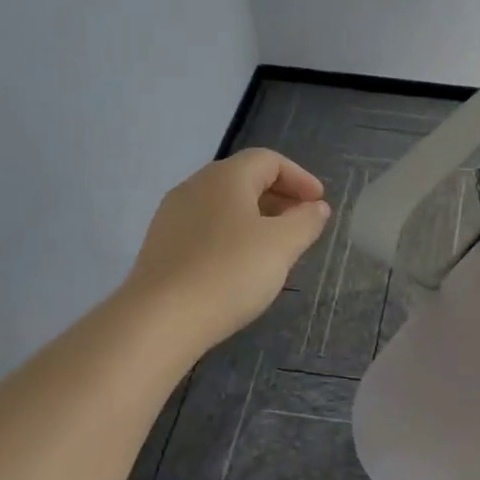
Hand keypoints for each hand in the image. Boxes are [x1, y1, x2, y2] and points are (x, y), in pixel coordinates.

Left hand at [126, 148, 330, 351]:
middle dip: (278, 196)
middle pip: (243, 179)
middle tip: (302, 223)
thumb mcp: (281, 246)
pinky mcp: (161, 246)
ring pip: (222, 205)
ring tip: (274, 246)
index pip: (268, 160)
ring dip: (254, 217)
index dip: (299, 177)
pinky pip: (205, 228)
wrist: (161, 319)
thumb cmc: (230, 272)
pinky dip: (231, 235)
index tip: (319, 203)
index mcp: (225, 177)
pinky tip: (240, 265)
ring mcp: (172, 216)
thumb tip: (316, 207)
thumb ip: (305, 222)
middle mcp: (194, 187)